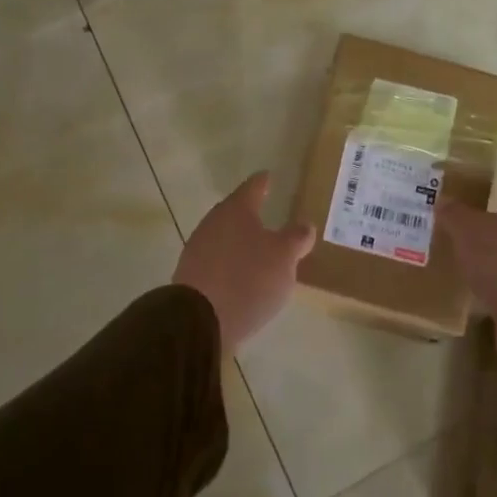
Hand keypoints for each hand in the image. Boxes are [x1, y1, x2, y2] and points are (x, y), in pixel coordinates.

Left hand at [173, 172, 315, 352]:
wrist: (199, 320)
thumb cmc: (248, 278)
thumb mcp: (284, 257)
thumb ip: (296, 238)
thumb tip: (305, 224)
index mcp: (236, 210)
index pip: (253, 187)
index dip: (263, 182)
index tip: (268, 176)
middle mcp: (213, 223)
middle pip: (235, 212)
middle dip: (250, 213)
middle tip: (268, 213)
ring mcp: (198, 249)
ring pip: (224, 237)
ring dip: (240, 241)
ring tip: (257, 248)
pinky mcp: (191, 276)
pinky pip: (216, 261)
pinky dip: (230, 262)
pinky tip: (240, 275)